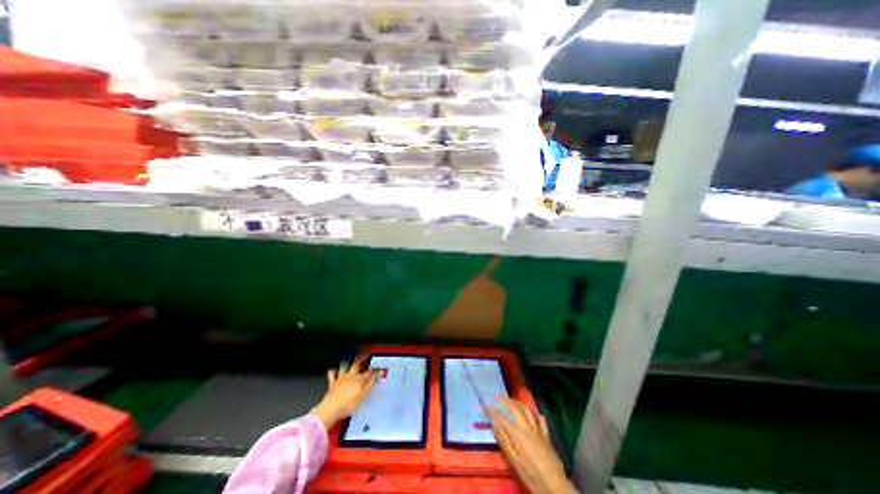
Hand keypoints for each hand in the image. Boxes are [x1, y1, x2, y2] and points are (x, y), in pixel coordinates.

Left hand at [312, 357, 377, 429]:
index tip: (378, 368)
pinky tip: (334, 370)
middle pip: (356, 364)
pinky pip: (332, 373)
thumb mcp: (363, 396)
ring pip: (344, 366)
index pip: (369, 372)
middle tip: (364, 354)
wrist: (331, 409)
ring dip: (347, 363)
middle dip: (361, 358)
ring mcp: (341, 378)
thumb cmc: (349, 404)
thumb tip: (378, 375)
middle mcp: (351, 376)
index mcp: (359, 379)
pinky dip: (333, 371)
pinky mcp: (332, 382)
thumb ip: (371, 384)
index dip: (374, 369)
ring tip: (349, 361)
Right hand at [485, 397, 574, 493]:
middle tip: (498, 396)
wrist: (555, 484)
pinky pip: (541, 420)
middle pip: (515, 408)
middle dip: (505, 400)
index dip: (493, 411)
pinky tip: (534, 413)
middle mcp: (527, 427)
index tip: (485, 405)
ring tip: (511, 400)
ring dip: (518, 402)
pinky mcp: (546, 435)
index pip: (502, 418)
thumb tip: (494, 426)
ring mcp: (538, 430)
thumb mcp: (514, 462)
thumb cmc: (532, 475)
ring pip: (527, 410)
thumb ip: (504, 442)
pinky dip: (536, 414)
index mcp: (517, 434)